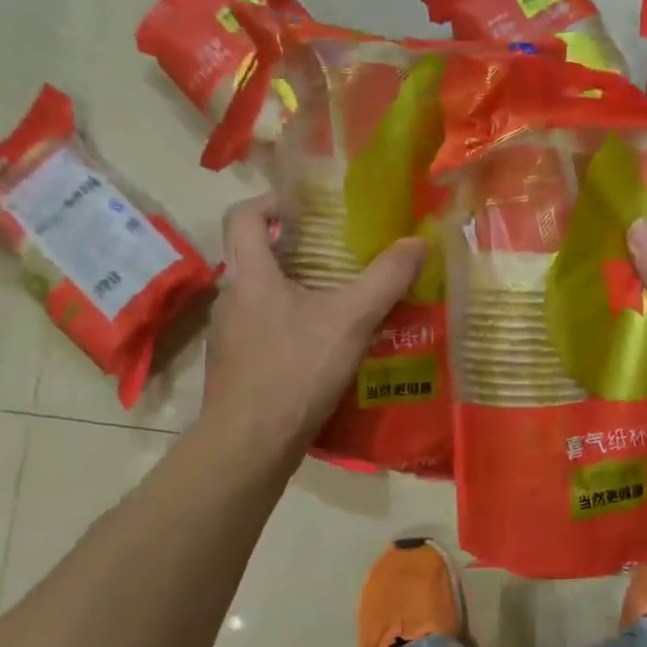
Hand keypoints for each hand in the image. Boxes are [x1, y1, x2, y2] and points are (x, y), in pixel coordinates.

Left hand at [202, 194, 425, 450]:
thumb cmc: (296, 369)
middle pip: (252, 255)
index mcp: (250, 275)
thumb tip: (418, 241)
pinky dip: (288, 325)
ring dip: (292, 290)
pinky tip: (320, 347)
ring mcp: (228, 336)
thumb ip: (386, 279)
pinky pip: (261, 330)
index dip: (270, 202)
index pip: (242, 216)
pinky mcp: (234, 367)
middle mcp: (230, 298)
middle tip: (334, 252)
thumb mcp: (352, 320)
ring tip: (335, 299)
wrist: (250, 444)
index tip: (304, 209)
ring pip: (259, 296)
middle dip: (291, 248)